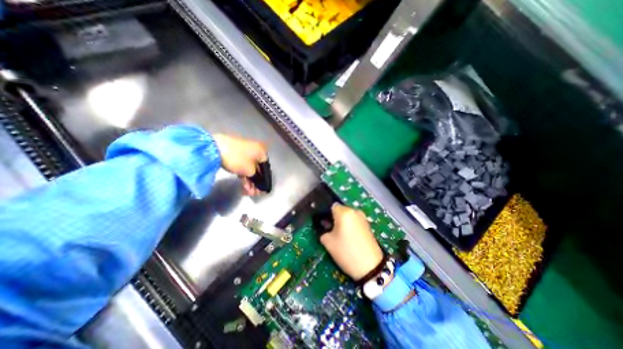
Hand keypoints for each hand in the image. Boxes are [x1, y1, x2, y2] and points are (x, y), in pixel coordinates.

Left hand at [213, 134, 265, 196]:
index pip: (266, 169)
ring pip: (250, 169)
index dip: (264, 181)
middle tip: (254, 193)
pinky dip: (244, 175)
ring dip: (250, 181)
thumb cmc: (238, 159)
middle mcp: (256, 150)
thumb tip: (258, 180)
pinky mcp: (236, 154)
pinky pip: (243, 166)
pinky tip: (243, 185)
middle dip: (256, 183)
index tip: (262, 191)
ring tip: (247, 192)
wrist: (214, 148)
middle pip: (258, 169)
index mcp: (262, 152)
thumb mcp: (251, 171)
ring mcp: (245, 152)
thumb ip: (257, 177)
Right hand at [321, 204, 384, 280]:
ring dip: (342, 222)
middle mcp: (354, 211)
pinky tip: (348, 238)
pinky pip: (354, 221)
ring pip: (347, 216)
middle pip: (340, 210)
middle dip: (334, 218)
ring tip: (339, 235)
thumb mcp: (328, 242)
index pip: (331, 206)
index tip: (323, 224)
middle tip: (330, 230)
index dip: (325, 214)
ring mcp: (362, 217)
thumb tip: (325, 225)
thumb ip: (323, 230)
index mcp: (344, 212)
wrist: (371, 266)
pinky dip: (349, 226)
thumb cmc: (346, 252)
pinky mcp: (367, 225)